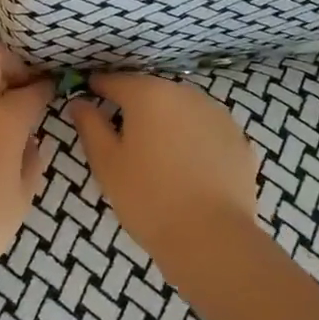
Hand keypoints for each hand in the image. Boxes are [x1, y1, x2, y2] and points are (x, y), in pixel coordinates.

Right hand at [66, 73, 258, 260]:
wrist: (212, 238)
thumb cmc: (148, 198)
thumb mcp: (106, 163)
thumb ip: (90, 125)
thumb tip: (79, 101)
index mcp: (149, 94)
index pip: (116, 81)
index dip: (98, 88)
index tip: (88, 100)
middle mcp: (185, 93)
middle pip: (151, 92)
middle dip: (135, 107)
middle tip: (123, 137)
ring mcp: (217, 114)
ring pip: (182, 109)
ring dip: (167, 122)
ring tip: (158, 155)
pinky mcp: (239, 139)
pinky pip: (206, 130)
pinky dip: (194, 140)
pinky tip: (188, 168)